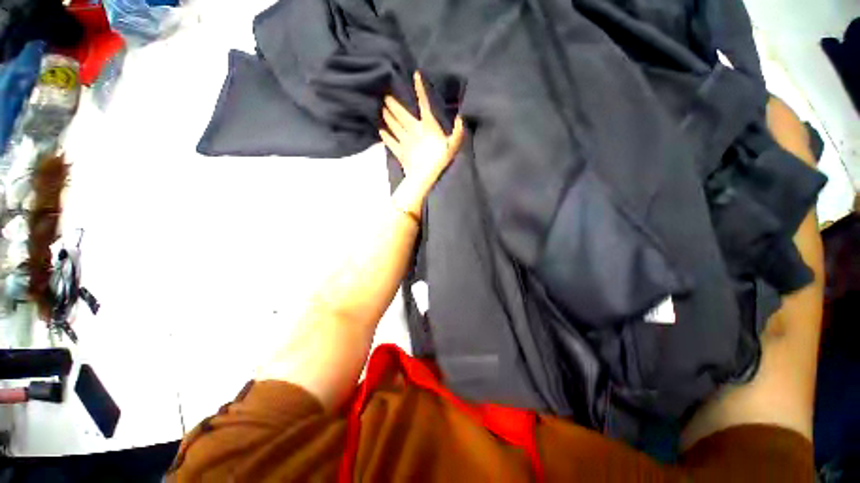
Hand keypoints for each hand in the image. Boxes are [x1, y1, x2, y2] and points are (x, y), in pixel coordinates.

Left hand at [380, 72, 463, 216]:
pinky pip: (391, 143)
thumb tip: (461, 118)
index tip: (415, 75)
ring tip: (381, 110)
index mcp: (428, 126)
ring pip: (394, 127)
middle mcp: (414, 130)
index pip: (424, 104)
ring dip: (388, 118)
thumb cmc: (440, 160)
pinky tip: (380, 131)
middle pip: (402, 115)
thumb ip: (458, 132)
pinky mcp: (400, 152)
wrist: (426, 176)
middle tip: (385, 96)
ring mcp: (405, 141)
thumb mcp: (454, 145)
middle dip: (394, 105)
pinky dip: (386, 137)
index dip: (421, 90)